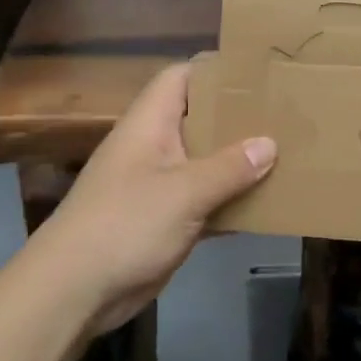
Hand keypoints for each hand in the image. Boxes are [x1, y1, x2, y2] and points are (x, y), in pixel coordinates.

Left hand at [29, 64, 275, 336]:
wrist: (74, 290)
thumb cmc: (125, 224)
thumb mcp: (183, 192)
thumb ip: (228, 168)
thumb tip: (269, 143)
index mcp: (149, 124)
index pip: (181, 77)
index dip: (215, 69)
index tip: (257, 71)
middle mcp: (154, 147)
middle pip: (198, 119)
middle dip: (237, 118)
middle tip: (284, 115)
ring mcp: (158, 185)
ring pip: (204, 162)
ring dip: (238, 163)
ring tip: (286, 154)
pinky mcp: (164, 220)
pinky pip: (204, 201)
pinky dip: (230, 202)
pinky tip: (267, 205)